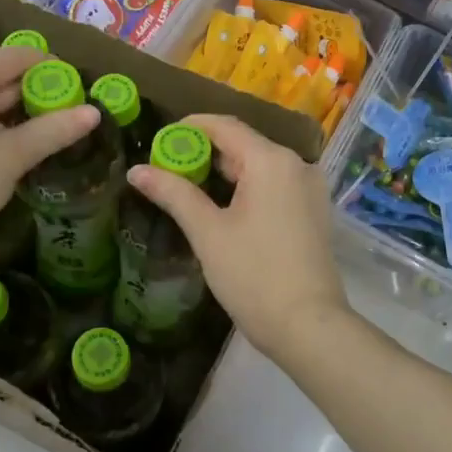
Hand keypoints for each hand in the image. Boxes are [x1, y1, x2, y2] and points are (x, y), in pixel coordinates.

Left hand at [0, 45, 97, 246]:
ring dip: (11, 114)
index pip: (14, 57)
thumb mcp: (12, 156)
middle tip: (66, 114)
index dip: (49, 68)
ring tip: (43, 134)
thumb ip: (54, 130)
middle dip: (31, 94)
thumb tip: (94, 112)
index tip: (76, 87)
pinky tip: (7, 148)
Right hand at [125, 113, 348, 363]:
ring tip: (188, 188)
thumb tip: (137, 170)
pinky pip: (275, 185)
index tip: (159, 142)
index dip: (189, 129)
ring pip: (260, 166)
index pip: (224, 126)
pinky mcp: (314, 211)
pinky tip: (223, 207)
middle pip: (244, 144)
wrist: (308, 326)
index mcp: (272, 160)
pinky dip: (247, 187)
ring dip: (225, 172)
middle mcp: (297, 164)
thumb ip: (174, 194)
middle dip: (204, 153)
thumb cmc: (254, 276)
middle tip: (166, 170)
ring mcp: (310, 188)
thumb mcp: (208, 233)